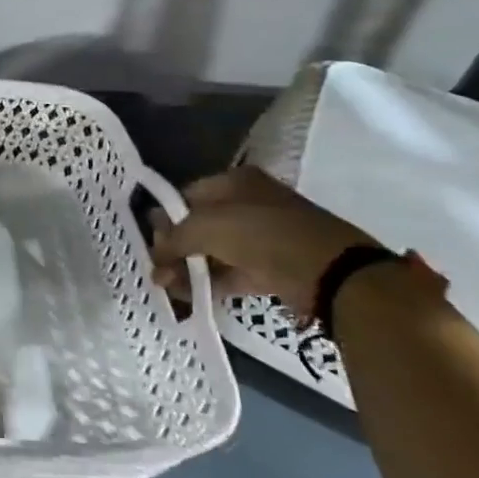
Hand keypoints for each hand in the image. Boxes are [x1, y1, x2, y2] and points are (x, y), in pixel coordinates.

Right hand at [150, 166, 376, 315]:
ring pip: (213, 251)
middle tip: (156, 267)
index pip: (186, 196)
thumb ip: (173, 240)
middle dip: (174, 247)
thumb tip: (155, 258)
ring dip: (187, 268)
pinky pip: (230, 273)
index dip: (165, 218)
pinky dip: (208, 283)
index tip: (150, 241)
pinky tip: (186, 295)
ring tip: (165, 286)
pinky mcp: (270, 267)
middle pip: (199, 225)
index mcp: (234, 182)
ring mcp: (261, 237)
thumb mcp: (206, 227)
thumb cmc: (261, 234)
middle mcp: (247, 204)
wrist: (328, 271)